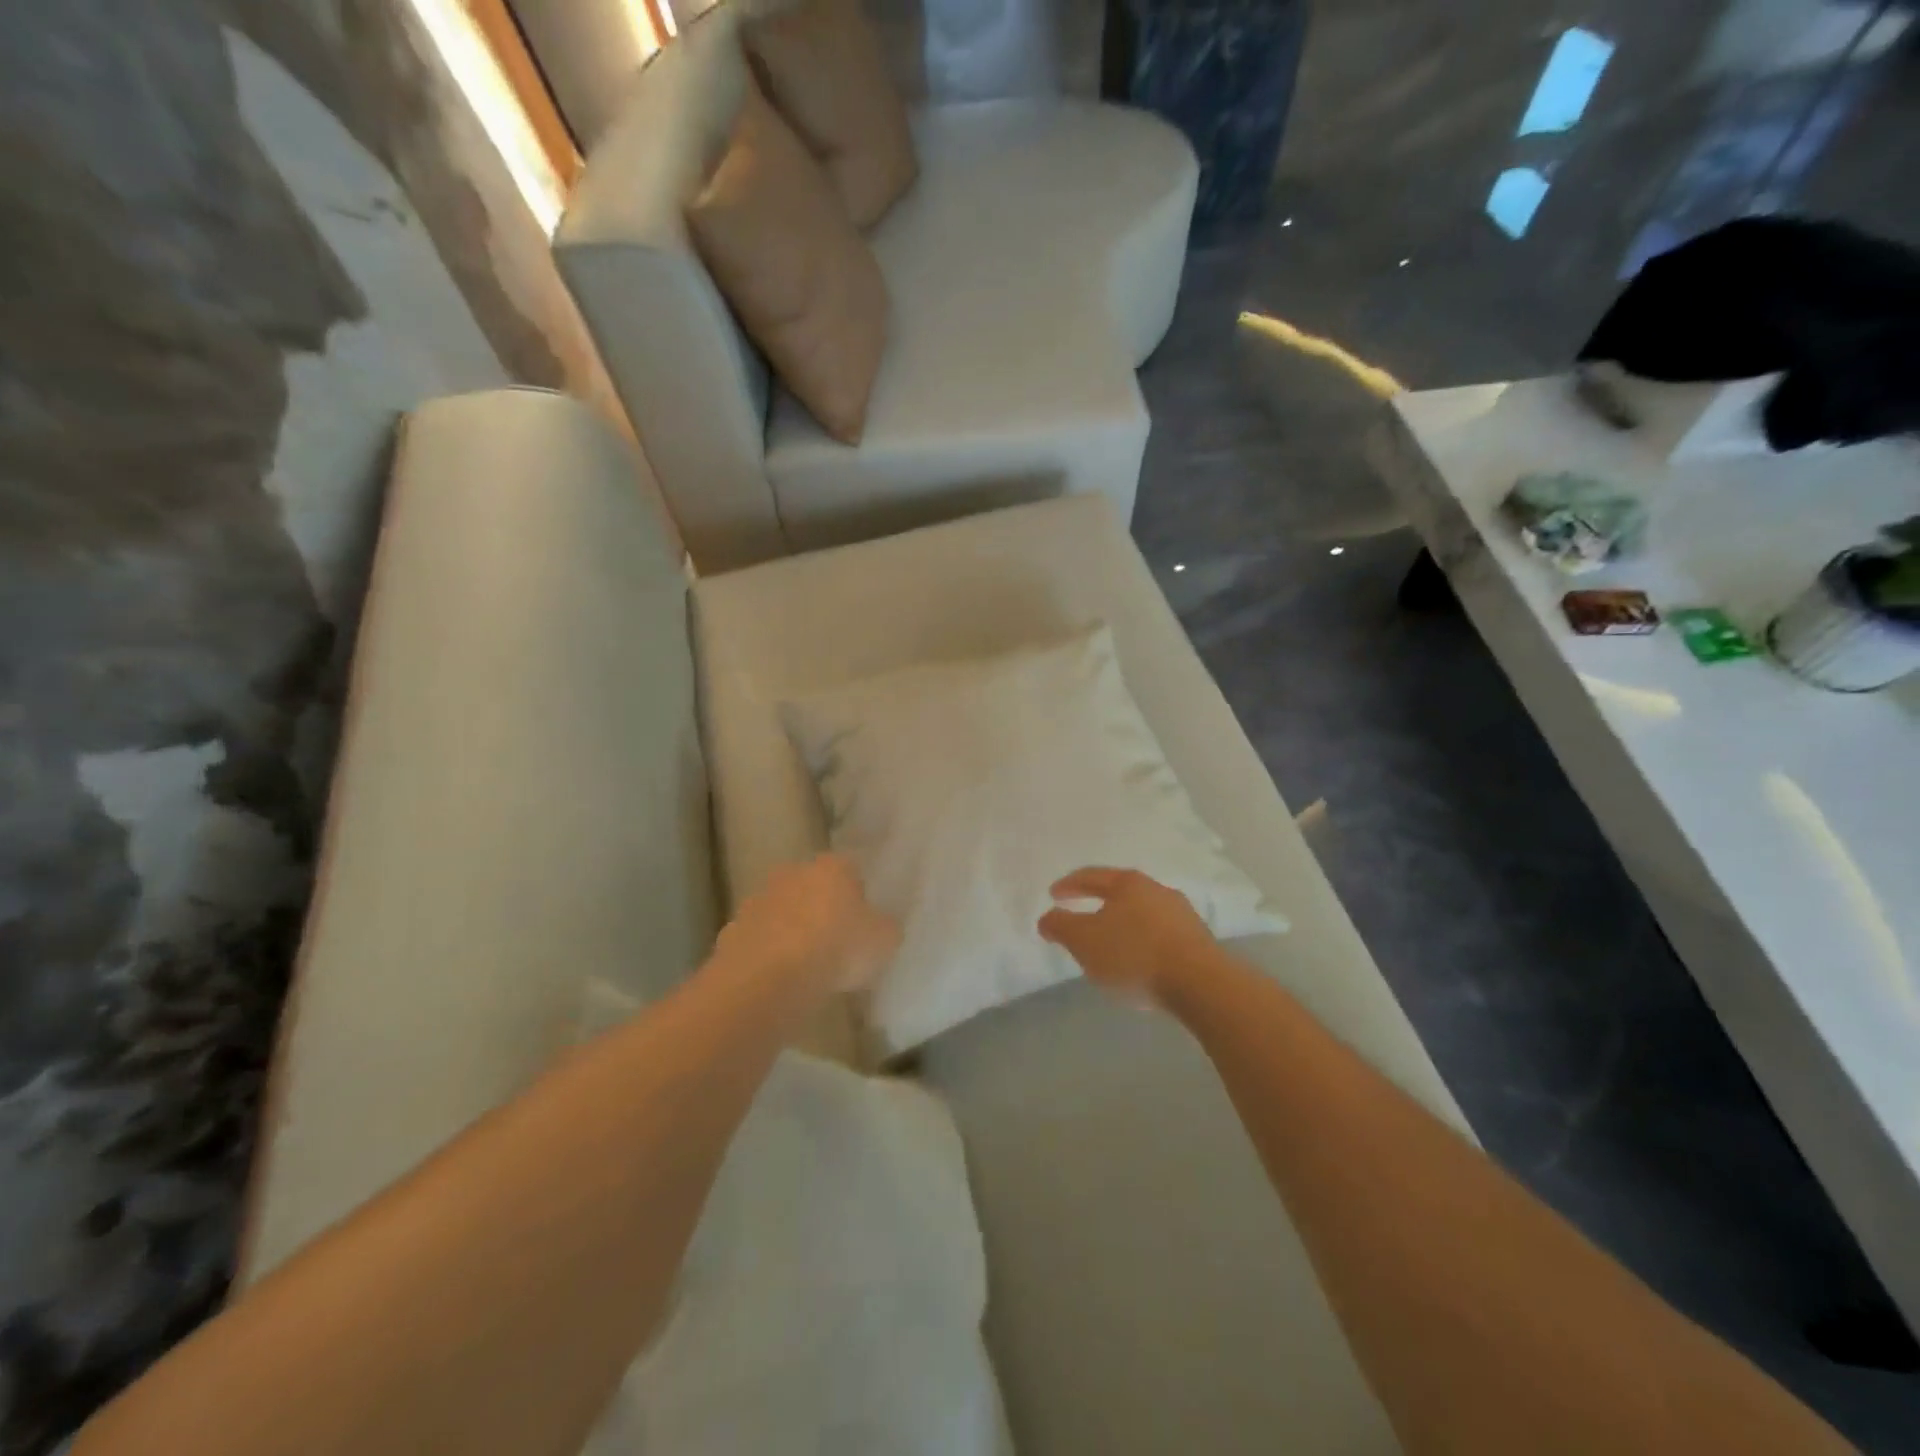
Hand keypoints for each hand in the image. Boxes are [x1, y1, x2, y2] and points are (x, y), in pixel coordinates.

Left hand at [715, 854, 900, 994]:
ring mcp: (759, 899)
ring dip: (792, 930)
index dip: (858, 896)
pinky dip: (769, 953)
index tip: (863, 923)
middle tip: (835, 943)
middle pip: (813, 887)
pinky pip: (760, 939)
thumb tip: (879, 926)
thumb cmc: (837, 949)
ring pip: (783, 911)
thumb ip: (884, 928)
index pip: (850, 870)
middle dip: (822, 908)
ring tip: (806, 966)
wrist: (768, 979)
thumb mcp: (883, 941)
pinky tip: (780, 979)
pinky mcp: (733, 929)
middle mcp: (793, 872)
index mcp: (833, 866)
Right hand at [1038, 867, 1221, 1006]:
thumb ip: (1061, 926)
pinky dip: (1143, 941)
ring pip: (1142, 913)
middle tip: (1080, 916)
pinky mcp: (1197, 939)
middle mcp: (1156, 889)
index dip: (1068, 885)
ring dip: (1123, 924)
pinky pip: (1159, 933)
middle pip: (1119, 891)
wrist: (1201, 984)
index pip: (1091, 876)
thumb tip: (1047, 917)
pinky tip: (1138, 959)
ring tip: (1109, 942)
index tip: (1053, 895)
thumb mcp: (1084, 941)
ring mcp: (1181, 913)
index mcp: (1127, 883)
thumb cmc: (1134, 955)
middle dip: (1098, 903)